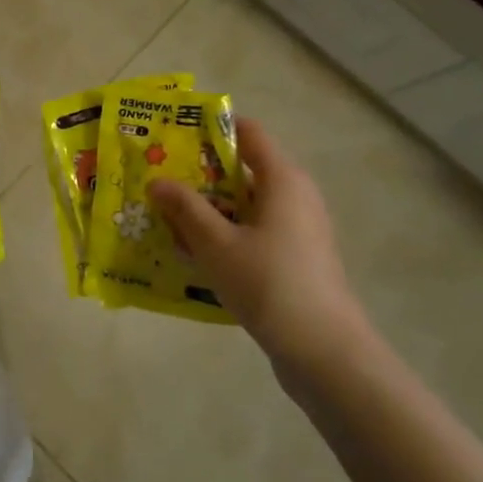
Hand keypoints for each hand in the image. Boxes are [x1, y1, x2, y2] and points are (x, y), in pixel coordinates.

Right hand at [148, 118, 372, 378]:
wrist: (325, 352)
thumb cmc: (269, 284)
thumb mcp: (216, 243)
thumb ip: (185, 208)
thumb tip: (157, 181)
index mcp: (282, 179)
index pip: (247, 132)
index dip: (210, 128)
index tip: (172, 135)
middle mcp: (295, 195)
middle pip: (243, 169)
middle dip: (199, 173)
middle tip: (159, 181)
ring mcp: (299, 229)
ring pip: (245, 204)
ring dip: (209, 208)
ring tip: (167, 219)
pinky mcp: (296, 258)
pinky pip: (254, 231)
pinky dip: (225, 233)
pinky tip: (194, 253)